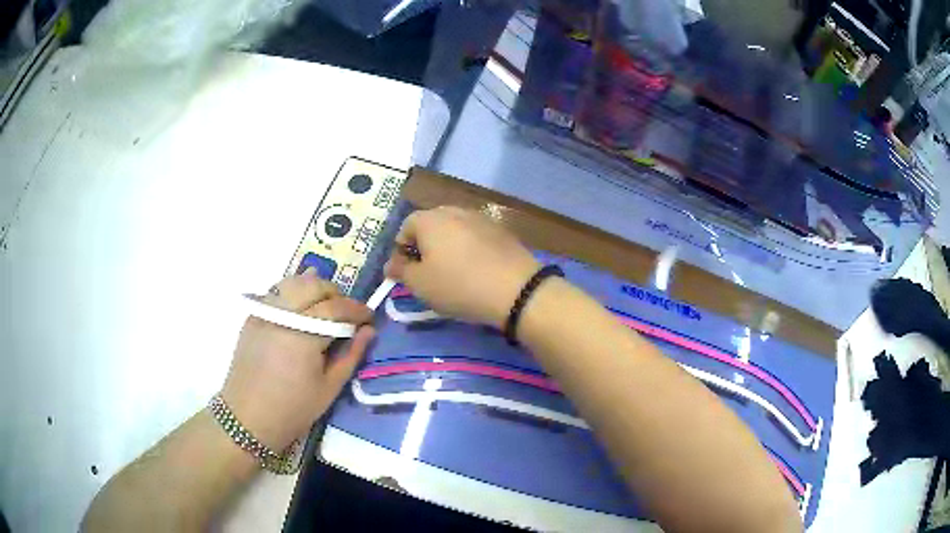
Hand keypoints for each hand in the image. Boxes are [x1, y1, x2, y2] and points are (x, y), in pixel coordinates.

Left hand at [221, 270, 374, 452]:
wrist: (247, 418)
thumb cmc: (293, 409)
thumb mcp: (329, 388)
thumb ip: (351, 355)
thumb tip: (369, 330)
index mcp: (303, 334)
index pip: (336, 307)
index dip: (357, 309)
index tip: (370, 318)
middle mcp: (282, 314)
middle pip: (314, 285)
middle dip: (337, 294)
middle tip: (347, 315)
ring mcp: (264, 312)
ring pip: (294, 283)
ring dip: (315, 289)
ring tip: (325, 309)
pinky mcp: (253, 316)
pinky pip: (277, 293)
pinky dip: (294, 293)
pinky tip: (301, 310)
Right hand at [385, 207, 539, 327]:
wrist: (515, 289)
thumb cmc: (458, 285)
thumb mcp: (420, 284)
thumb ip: (400, 271)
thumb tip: (391, 264)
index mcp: (430, 219)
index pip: (405, 227)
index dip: (401, 250)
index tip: (405, 273)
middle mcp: (454, 210)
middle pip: (431, 224)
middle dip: (424, 246)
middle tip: (427, 273)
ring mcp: (481, 218)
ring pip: (455, 230)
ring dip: (448, 246)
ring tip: (453, 272)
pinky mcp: (501, 230)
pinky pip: (475, 236)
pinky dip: (470, 249)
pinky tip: (476, 270)